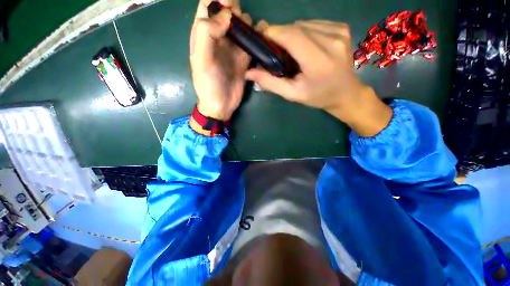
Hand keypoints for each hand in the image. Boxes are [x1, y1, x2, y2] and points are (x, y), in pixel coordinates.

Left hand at [190, 0, 251, 120]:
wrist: (221, 105)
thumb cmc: (208, 85)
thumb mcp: (201, 60)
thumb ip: (207, 33)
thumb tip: (227, 15)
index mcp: (204, 33)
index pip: (208, 4)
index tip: (229, 3)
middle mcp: (220, 36)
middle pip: (228, 11)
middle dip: (235, 10)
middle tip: (239, 24)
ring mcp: (234, 47)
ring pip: (243, 24)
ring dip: (248, 24)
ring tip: (248, 36)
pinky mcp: (245, 57)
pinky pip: (253, 41)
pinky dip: (258, 36)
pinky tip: (260, 39)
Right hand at [245, 20, 391, 136]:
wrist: (345, 93)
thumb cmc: (318, 97)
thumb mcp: (293, 94)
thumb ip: (271, 83)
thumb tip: (248, 72)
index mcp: (318, 62)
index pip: (291, 35)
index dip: (272, 33)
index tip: (260, 38)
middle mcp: (332, 41)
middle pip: (296, 27)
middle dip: (280, 35)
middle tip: (275, 50)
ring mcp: (340, 31)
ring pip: (304, 23)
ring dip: (292, 34)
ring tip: (293, 52)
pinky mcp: (342, 28)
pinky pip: (315, 23)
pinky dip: (305, 32)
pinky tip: (307, 46)